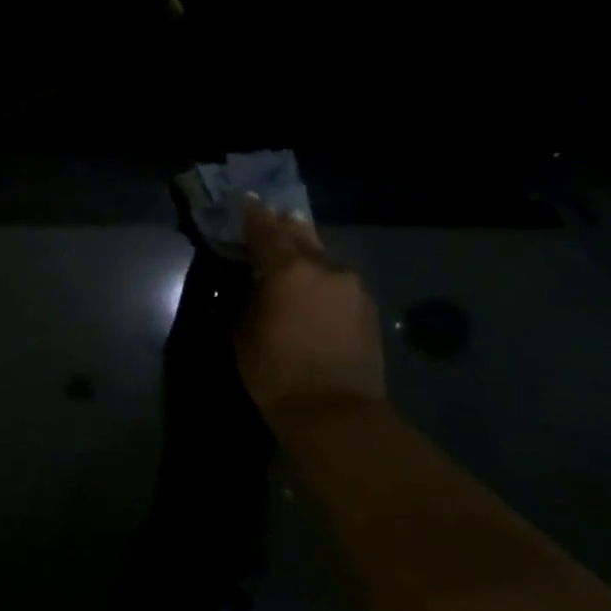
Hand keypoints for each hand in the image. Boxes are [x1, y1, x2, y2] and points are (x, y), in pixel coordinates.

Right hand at [235, 196, 383, 426]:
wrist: (334, 412)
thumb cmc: (274, 370)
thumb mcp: (243, 329)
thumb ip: (249, 296)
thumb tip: (255, 283)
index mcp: (289, 270)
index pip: (266, 231)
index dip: (254, 214)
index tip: (248, 198)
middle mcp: (326, 269)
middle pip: (302, 236)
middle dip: (285, 227)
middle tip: (273, 217)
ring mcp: (353, 288)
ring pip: (324, 260)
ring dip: (306, 256)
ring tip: (292, 256)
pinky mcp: (367, 310)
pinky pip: (338, 283)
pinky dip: (322, 280)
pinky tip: (312, 291)